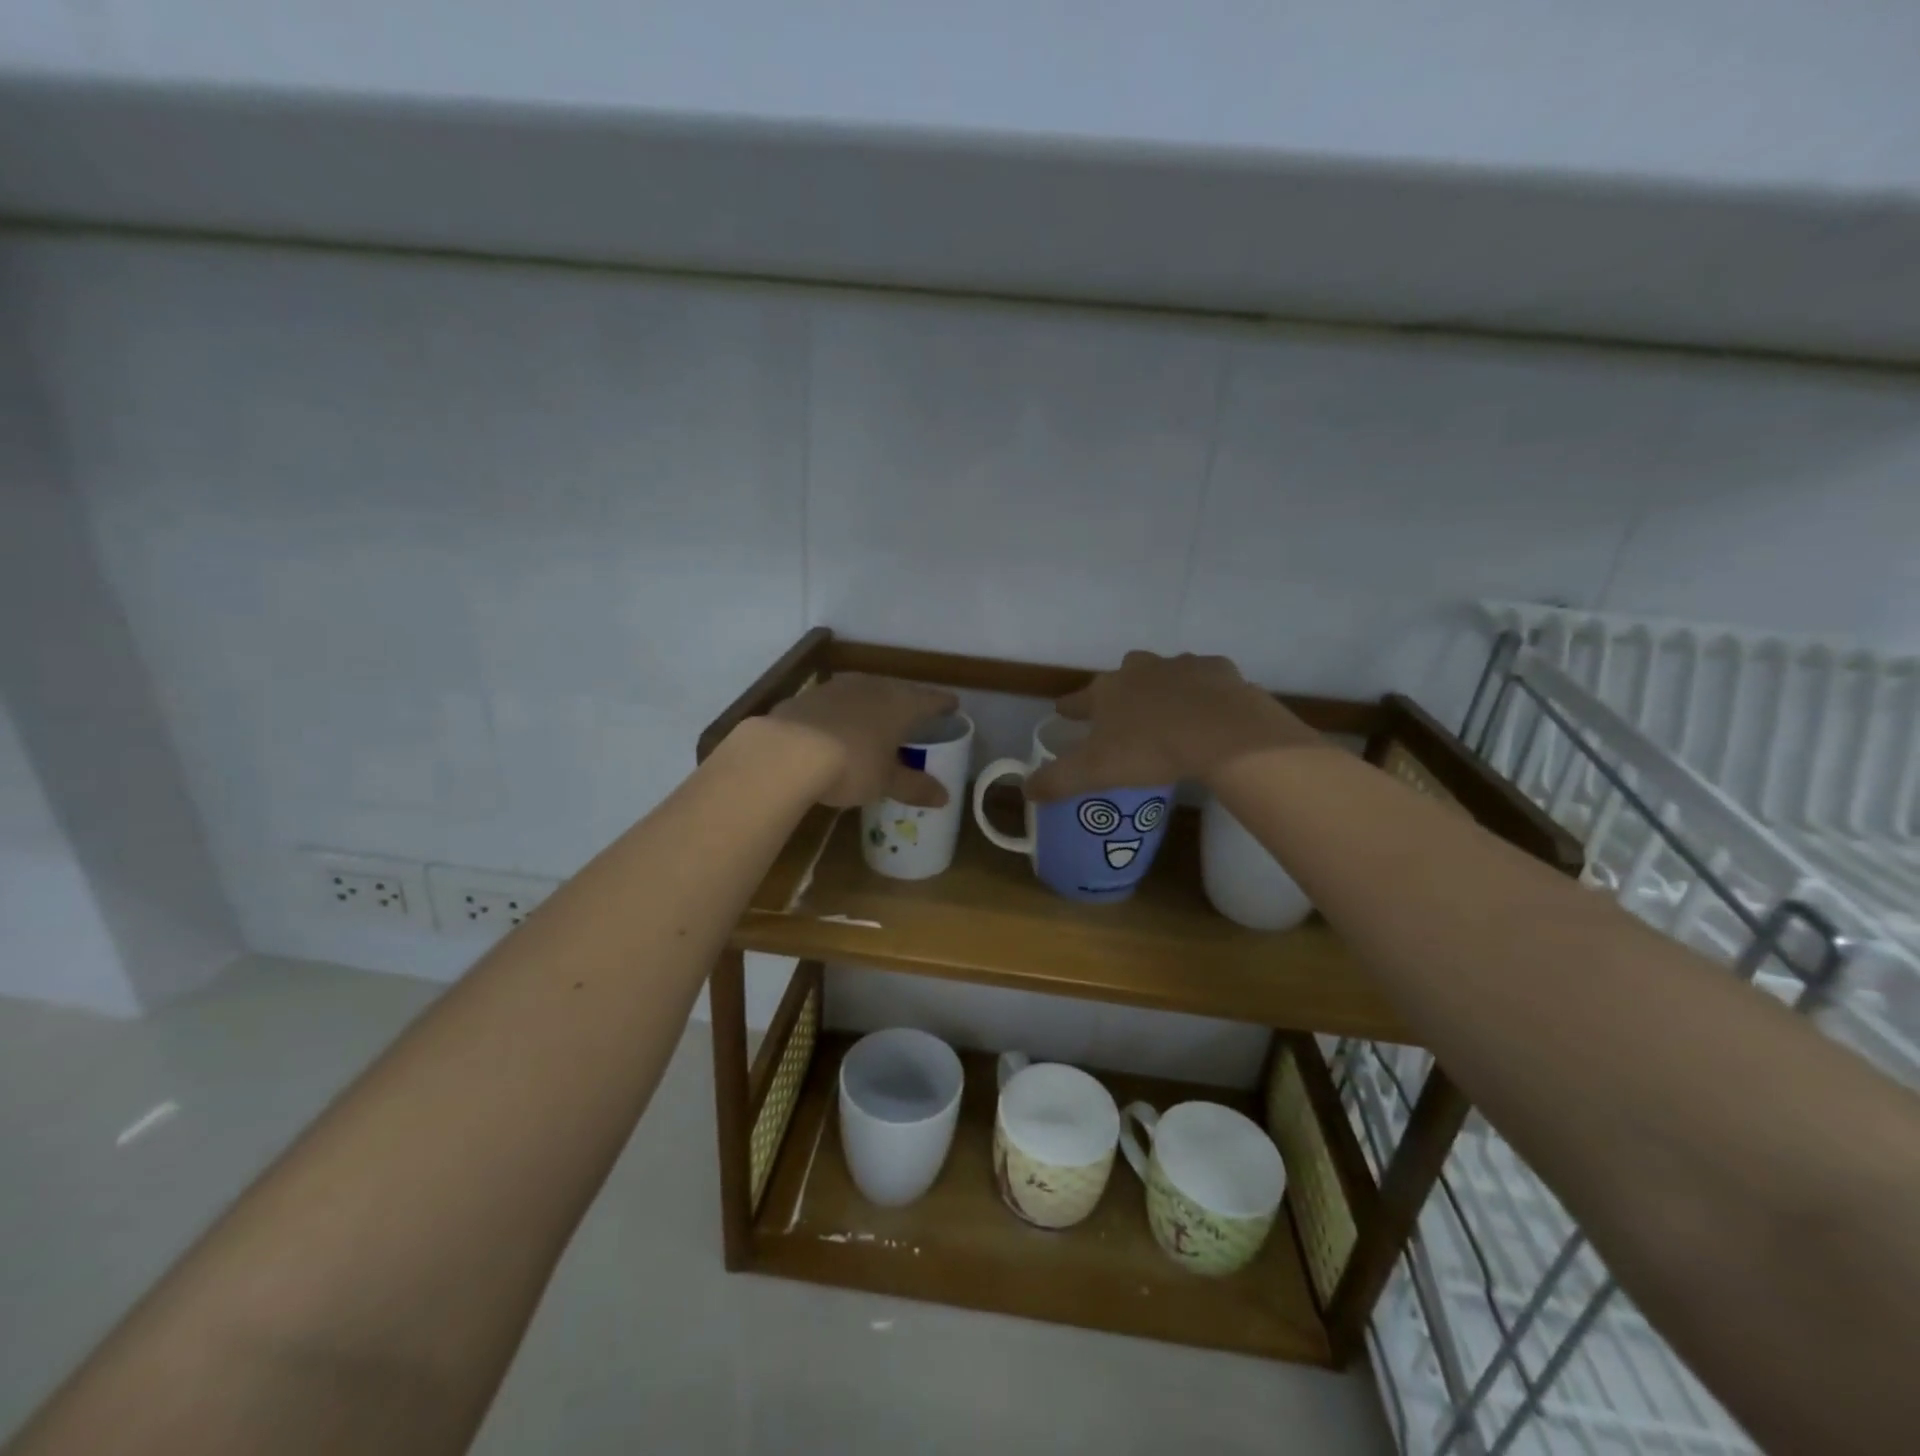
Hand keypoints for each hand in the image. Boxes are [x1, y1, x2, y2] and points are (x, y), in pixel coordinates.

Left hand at [763, 674, 960, 808]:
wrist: (787, 751)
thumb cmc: (852, 764)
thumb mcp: (886, 782)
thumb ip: (914, 786)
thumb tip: (944, 797)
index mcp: (901, 704)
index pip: (932, 699)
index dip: (944, 704)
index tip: (953, 706)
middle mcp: (873, 686)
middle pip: (898, 691)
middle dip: (907, 703)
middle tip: (914, 716)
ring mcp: (838, 687)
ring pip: (864, 693)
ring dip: (872, 706)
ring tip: (876, 722)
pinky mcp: (808, 696)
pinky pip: (835, 703)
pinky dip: (842, 714)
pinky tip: (837, 729)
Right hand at [1025, 651, 1316, 801]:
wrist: (1222, 731)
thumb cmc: (1150, 750)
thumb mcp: (1094, 772)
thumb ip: (1057, 780)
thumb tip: (1026, 789)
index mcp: (1106, 692)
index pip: (1077, 699)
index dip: (1070, 709)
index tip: (1064, 713)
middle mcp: (1139, 670)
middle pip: (1122, 675)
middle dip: (1120, 691)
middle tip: (1125, 715)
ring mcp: (1180, 665)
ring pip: (1164, 672)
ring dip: (1163, 688)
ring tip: (1170, 714)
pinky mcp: (1218, 670)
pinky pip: (1205, 678)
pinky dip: (1204, 690)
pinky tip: (1209, 710)